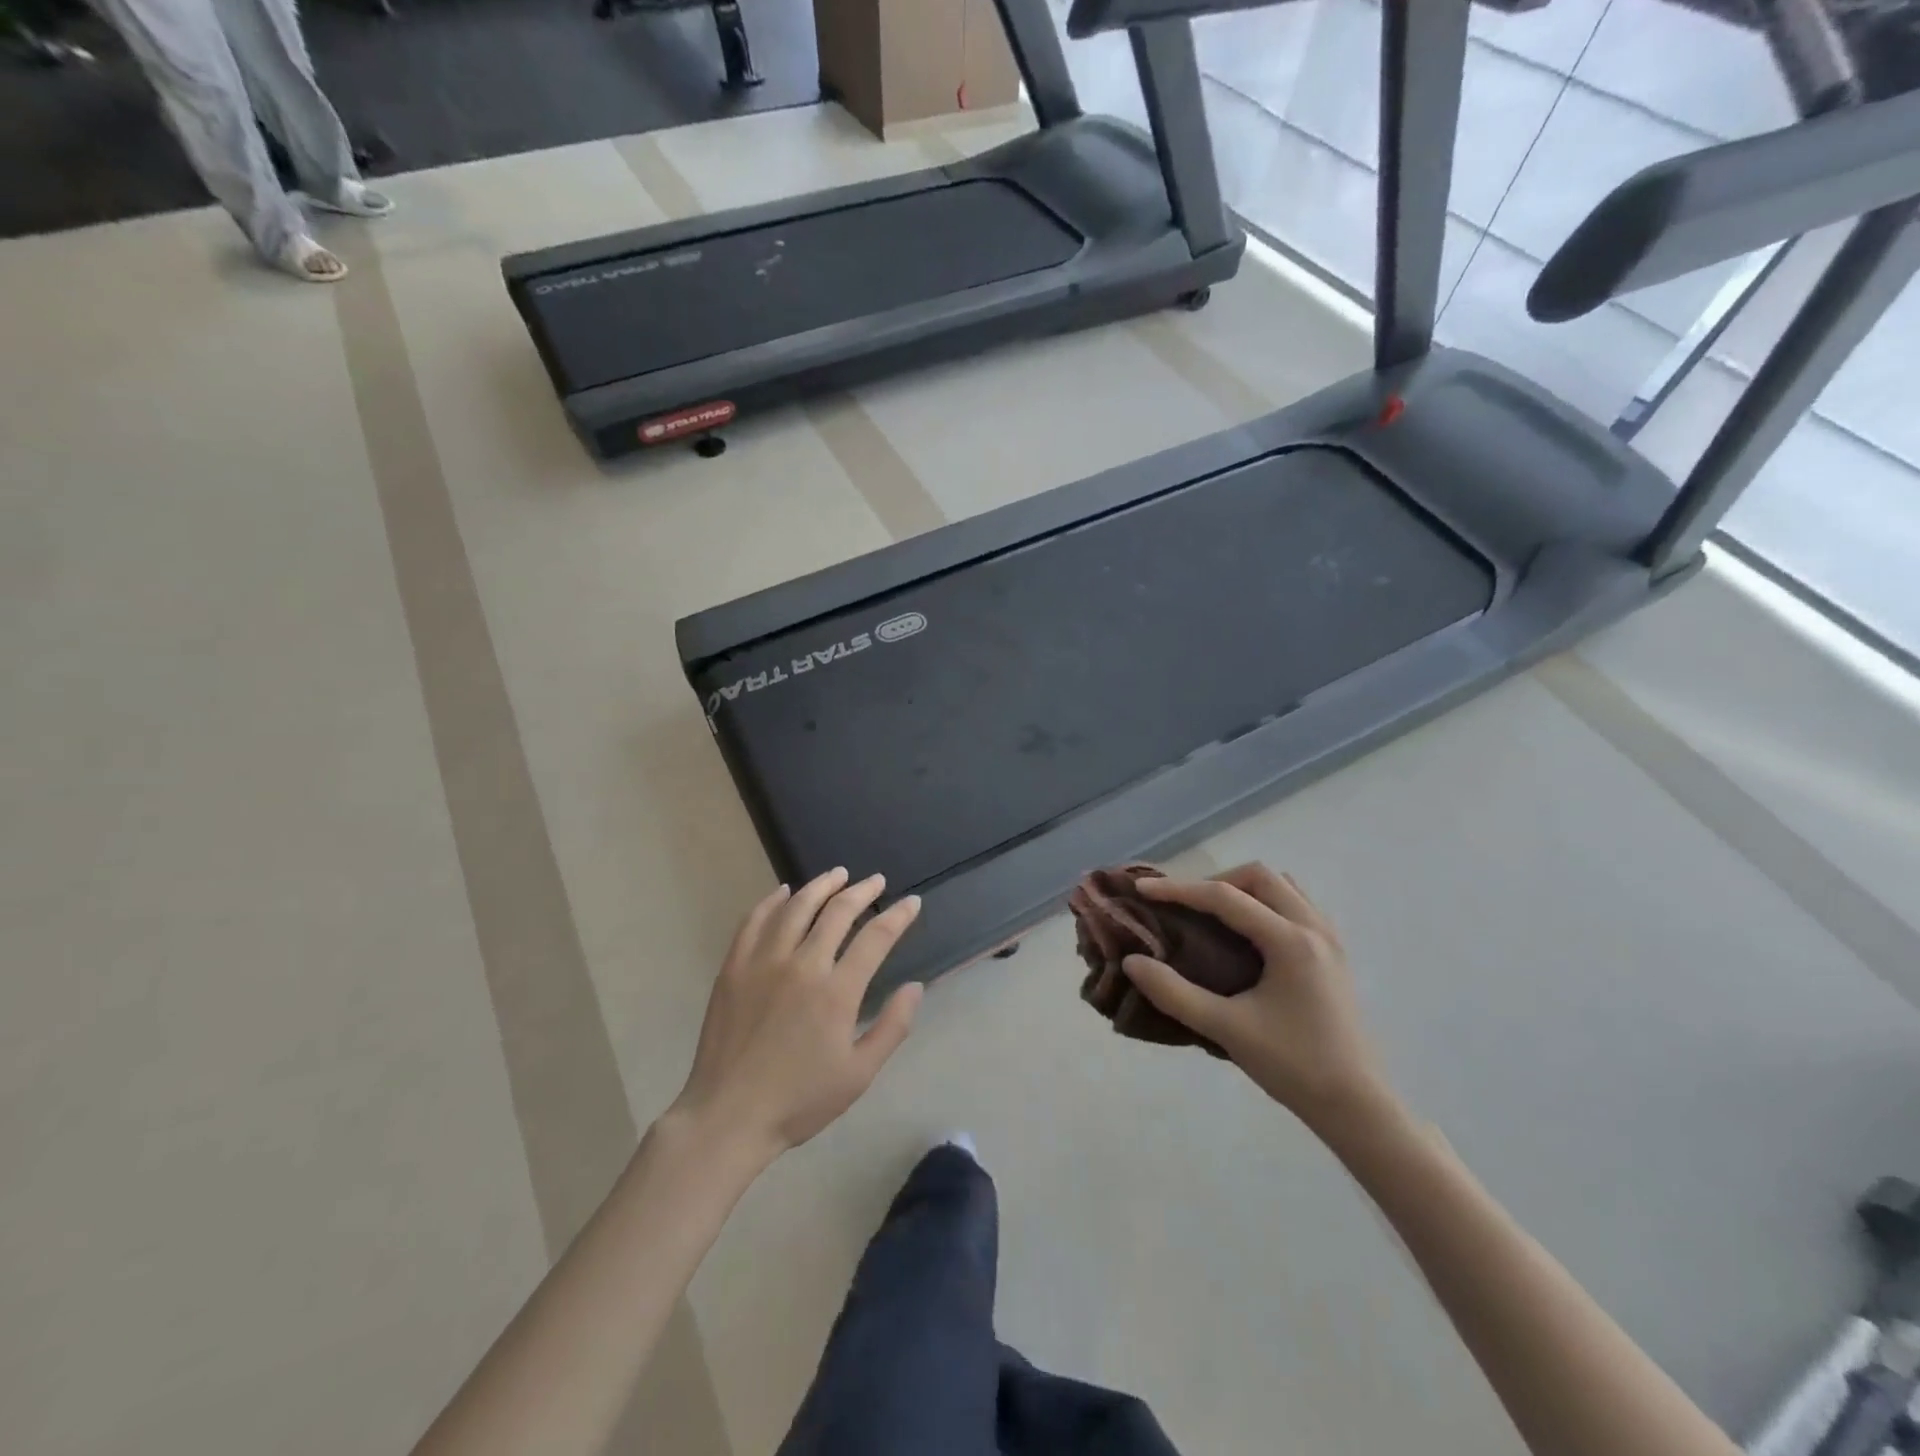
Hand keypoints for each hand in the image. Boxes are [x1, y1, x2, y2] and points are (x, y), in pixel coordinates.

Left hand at [671, 869, 923, 1162]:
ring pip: (796, 907)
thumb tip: (915, 987)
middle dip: (862, 891)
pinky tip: (783, 893)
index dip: (898, 916)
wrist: (728, 1116)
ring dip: (821, 886)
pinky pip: (755, 921)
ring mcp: (764, 962)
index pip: (876, 937)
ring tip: (838, 875)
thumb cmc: (799, 1100)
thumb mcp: (859, 1074)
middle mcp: (802, 965)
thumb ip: (892, 1027)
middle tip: (875, 881)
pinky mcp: (734, 967)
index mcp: (836, 992)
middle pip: (837, 911)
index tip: (912, 902)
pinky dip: (772, 901)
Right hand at [1120, 864, 1393, 1133]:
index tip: (1143, 889)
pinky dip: (1265, 905)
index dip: (1179, 889)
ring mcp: (1329, 940)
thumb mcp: (1227, 1030)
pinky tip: (1247, 937)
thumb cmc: (1294, 1066)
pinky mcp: (1333, 956)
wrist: (1358, 1108)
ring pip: (1283, 887)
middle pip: (1260, 877)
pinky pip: (1296, 907)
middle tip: (1184, 906)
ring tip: (1214, 916)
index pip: (1225, 897)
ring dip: (1244, 890)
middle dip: (1216, 882)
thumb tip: (1133, 962)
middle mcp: (1314, 928)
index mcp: (1290, 941)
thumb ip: (1175, 993)